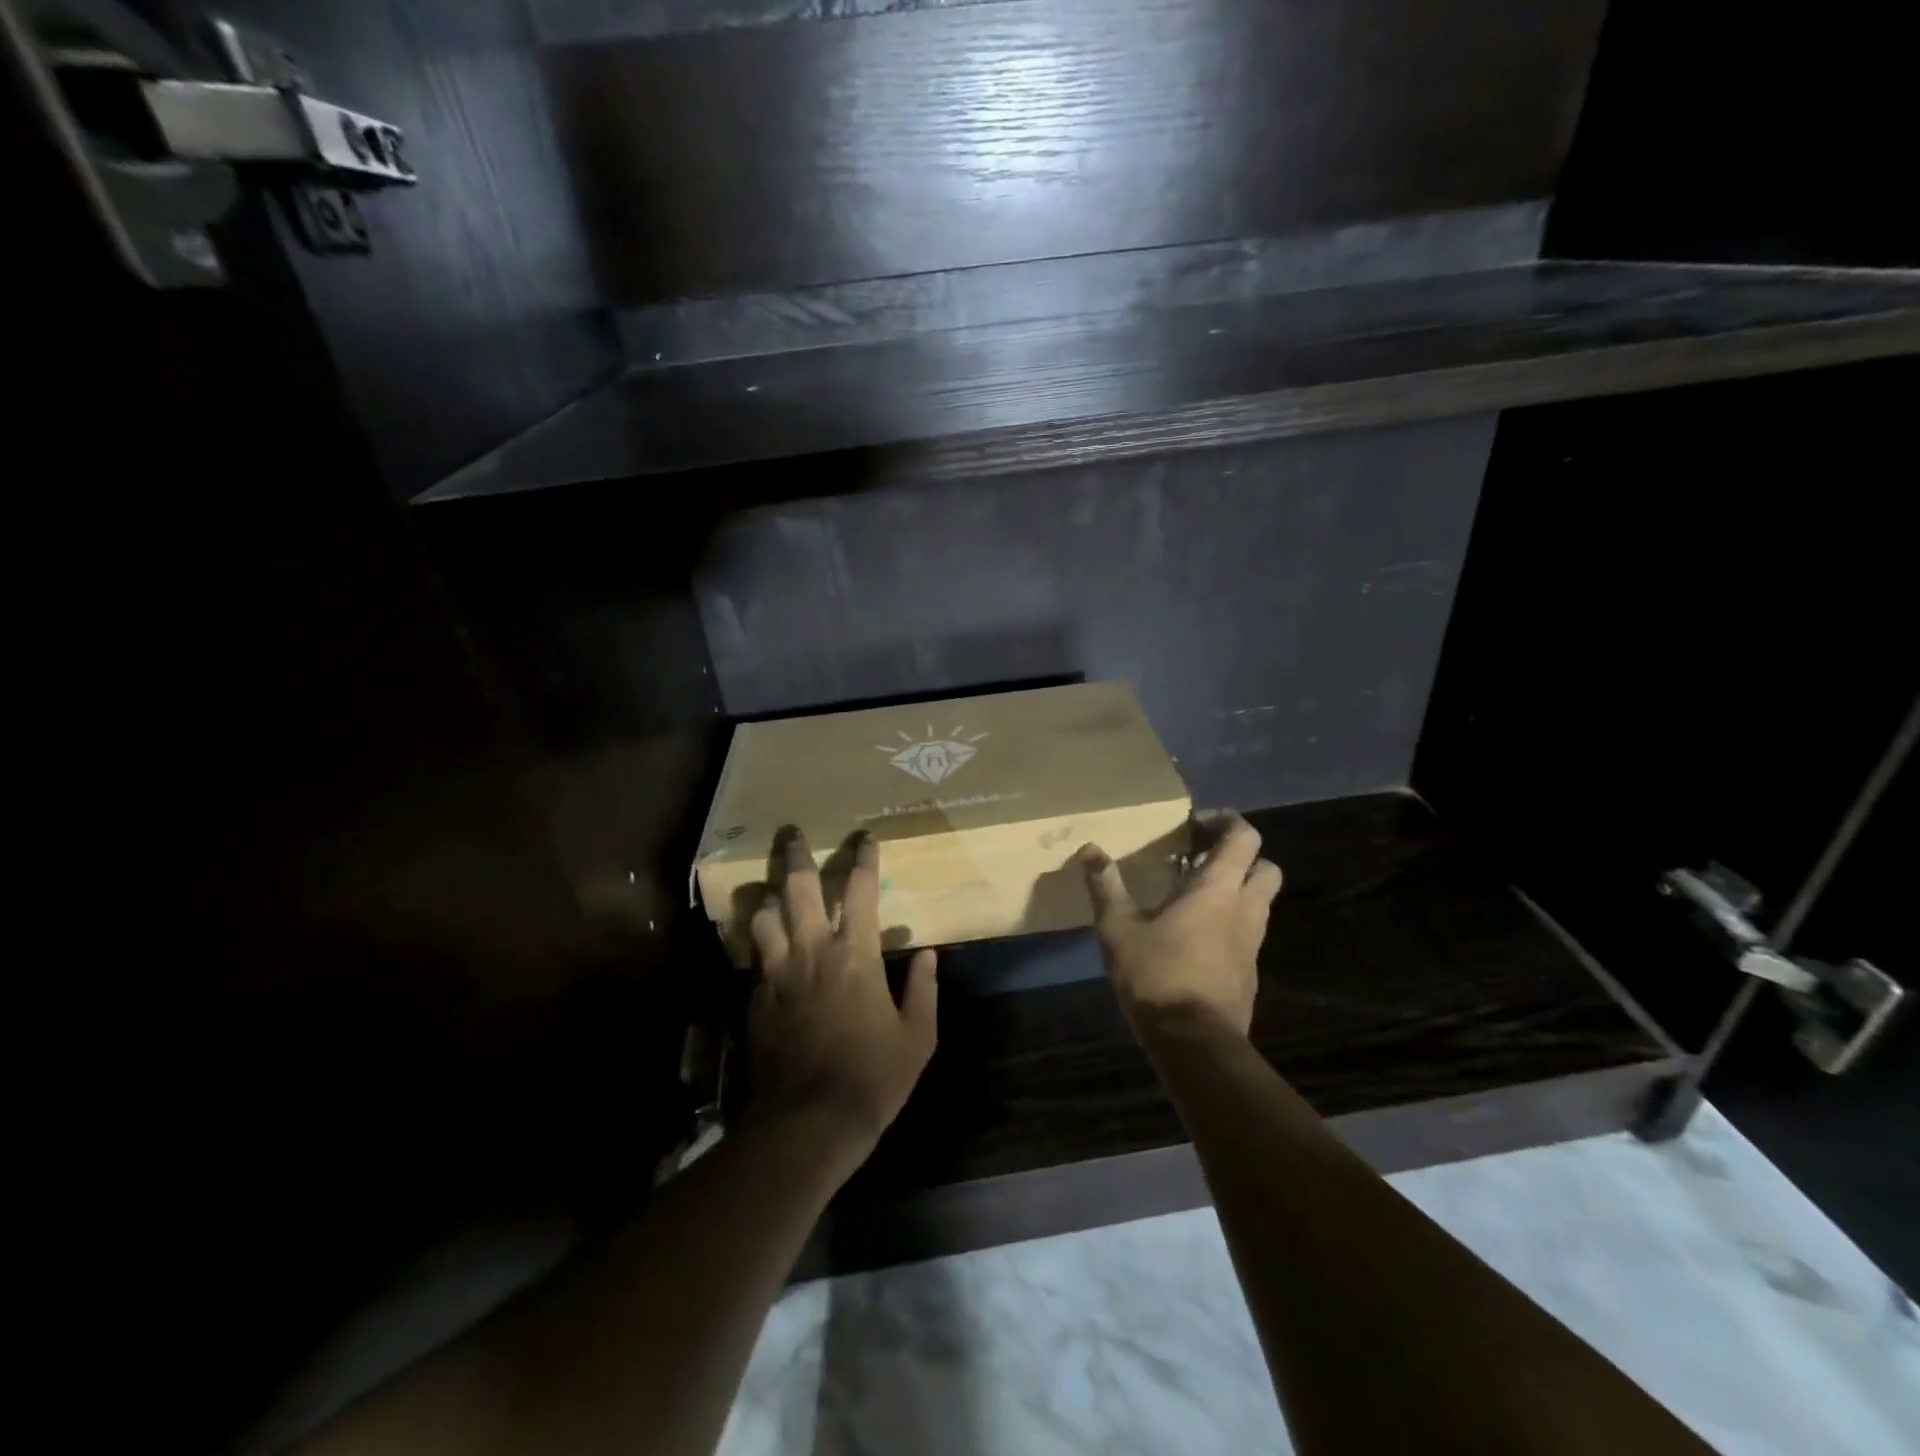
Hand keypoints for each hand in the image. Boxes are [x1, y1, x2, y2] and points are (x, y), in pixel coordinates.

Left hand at [745, 830, 937, 1157]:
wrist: (807, 1123)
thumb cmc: (872, 1077)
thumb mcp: (918, 1037)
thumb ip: (924, 990)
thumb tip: (929, 954)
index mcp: (854, 955)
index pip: (859, 891)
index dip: (863, 858)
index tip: (865, 837)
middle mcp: (812, 952)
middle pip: (798, 889)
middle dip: (795, 855)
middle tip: (791, 833)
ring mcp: (777, 974)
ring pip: (763, 916)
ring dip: (768, 895)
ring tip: (771, 888)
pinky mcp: (754, 999)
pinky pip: (754, 954)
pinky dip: (759, 939)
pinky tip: (763, 942)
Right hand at [1079, 812, 1281, 1037]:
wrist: (1195, 1044)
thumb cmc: (1157, 976)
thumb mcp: (1118, 929)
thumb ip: (1106, 886)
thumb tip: (1089, 849)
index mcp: (1217, 890)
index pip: (1244, 838)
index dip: (1227, 821)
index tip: (1195, 824)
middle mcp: (1245, 910)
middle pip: (1265, 867)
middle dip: (1241, 856)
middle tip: (1202, 858)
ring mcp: (1252, 944)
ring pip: (1260, 902)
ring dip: (1237, 889)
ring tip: (1193, 895)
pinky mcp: (1249, 973)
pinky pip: (1248, 933)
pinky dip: (1230, 922)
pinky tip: (1195, 936)